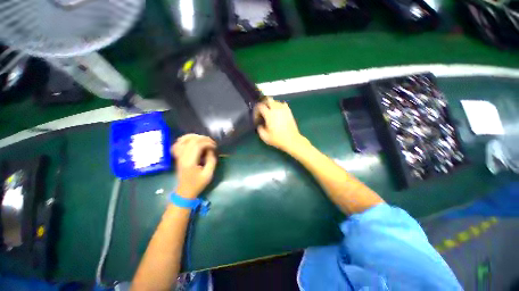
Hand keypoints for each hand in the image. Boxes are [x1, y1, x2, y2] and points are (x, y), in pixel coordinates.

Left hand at [171, 134, 216, 198]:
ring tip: (203, 139)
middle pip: (191, 140)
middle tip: (211, 142)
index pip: (198, 145)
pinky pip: (178, 143)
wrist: (185, 191)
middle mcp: (182, 157)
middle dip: (204, 139)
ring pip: (184, 139)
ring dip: (195, 137)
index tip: (215, 146)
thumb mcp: (209, 174)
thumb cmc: (198, 184)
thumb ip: (211, 160)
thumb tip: (211, 150)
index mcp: (190, 162)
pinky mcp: (177, 156)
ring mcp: (178, 156)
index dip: (208, 143)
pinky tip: (192, 140)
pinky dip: (185, 139)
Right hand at [255, 97, 306, 151]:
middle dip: (263, 104)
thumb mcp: (265, 137)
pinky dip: (278, 106)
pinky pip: (283, 104)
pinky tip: (278, 112)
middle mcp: (276, 110)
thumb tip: (260, 124)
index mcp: (269, 115)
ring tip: (270, 112)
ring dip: (271, 105)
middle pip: (268, 100)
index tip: (257, 116)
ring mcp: (284, 109)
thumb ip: (259, 129)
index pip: (260, 106)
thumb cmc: (277, 139)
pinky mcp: (289, 111)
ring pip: (275, 101)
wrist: (292, 140)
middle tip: (262, 112)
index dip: (256, 110)